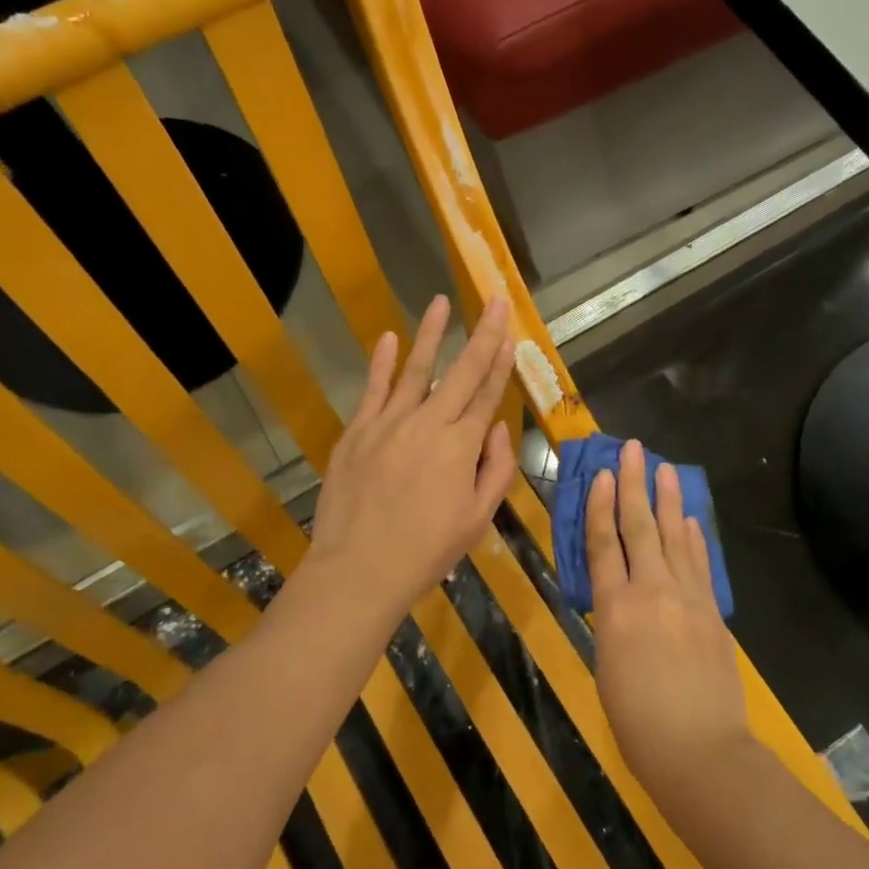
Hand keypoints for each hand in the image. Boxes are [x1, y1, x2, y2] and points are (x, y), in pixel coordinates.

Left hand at [308, 294, 515, 616]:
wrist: (359, 568)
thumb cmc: (427, 550)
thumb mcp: (478, 518)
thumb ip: (495, 469)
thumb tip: (499, 428)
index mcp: (461, 446)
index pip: (487, 395)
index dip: (501, 362)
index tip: (510, 333)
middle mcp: (428, 423)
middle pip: (461, 372)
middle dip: (481, 335)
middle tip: (493, 301)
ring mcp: (389, 423)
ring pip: (416, 370)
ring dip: (431, 334)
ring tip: (441, 302)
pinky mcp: (357, 431)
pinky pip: (373, 389)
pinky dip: (382, 363)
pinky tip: (391, 338)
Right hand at [587, 441, 755, 810]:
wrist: (700, 751)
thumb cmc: (638, 723)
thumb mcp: (607, 668)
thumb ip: (612, 624)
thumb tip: (618, 597)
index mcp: (614, 610)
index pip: (603, 546)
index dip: (601, 507)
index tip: (603, 474)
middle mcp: (650, 592)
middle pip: (640, 528)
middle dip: (635, 485)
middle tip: (634, 449)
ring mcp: (687, 598)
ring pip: (674, 537)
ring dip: (669, 501)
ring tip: (666, 469)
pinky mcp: (712, 611)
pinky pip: (699, 564)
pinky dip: (693, 538)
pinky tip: (689, 520)